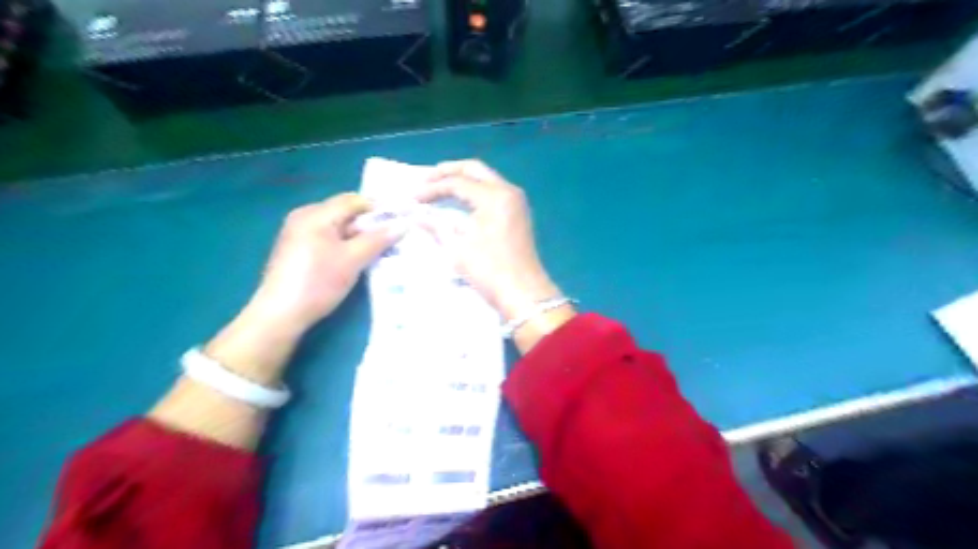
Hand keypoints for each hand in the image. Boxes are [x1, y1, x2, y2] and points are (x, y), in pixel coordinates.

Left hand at [249, 192, 406, 331]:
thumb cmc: (318, 282)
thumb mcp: (353, 260)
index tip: (402, 220)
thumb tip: (403, 224)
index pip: (354, 200)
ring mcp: (299, 233)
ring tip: (382, 248)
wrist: (281, 314)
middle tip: (394, 236)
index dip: (380, 208)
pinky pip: (329, 238)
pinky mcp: (299, 251)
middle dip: (371, 224)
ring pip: (338, 227)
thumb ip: (378, 239)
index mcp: (315, 214)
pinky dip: (347, 244)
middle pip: (345, 212)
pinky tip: (359, 258)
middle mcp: (305, 217)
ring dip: (360, 236)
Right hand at [415, 159, 561, 321]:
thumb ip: (436, 226)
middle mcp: (508, 191)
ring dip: (462, 179)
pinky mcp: (518, 212)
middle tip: (425, 179)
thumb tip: (416, 216)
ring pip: (486, 178)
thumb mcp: (458, 249)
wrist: (524, 293)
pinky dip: (475, 190)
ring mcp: (516, 201)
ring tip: (438, 186)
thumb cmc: (490, 271)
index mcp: (494, 196)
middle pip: (475, 169)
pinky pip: (493, 190)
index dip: (432, 188)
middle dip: (448, 171)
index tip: (413, 198)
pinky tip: (459, 199)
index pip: (457, 182)